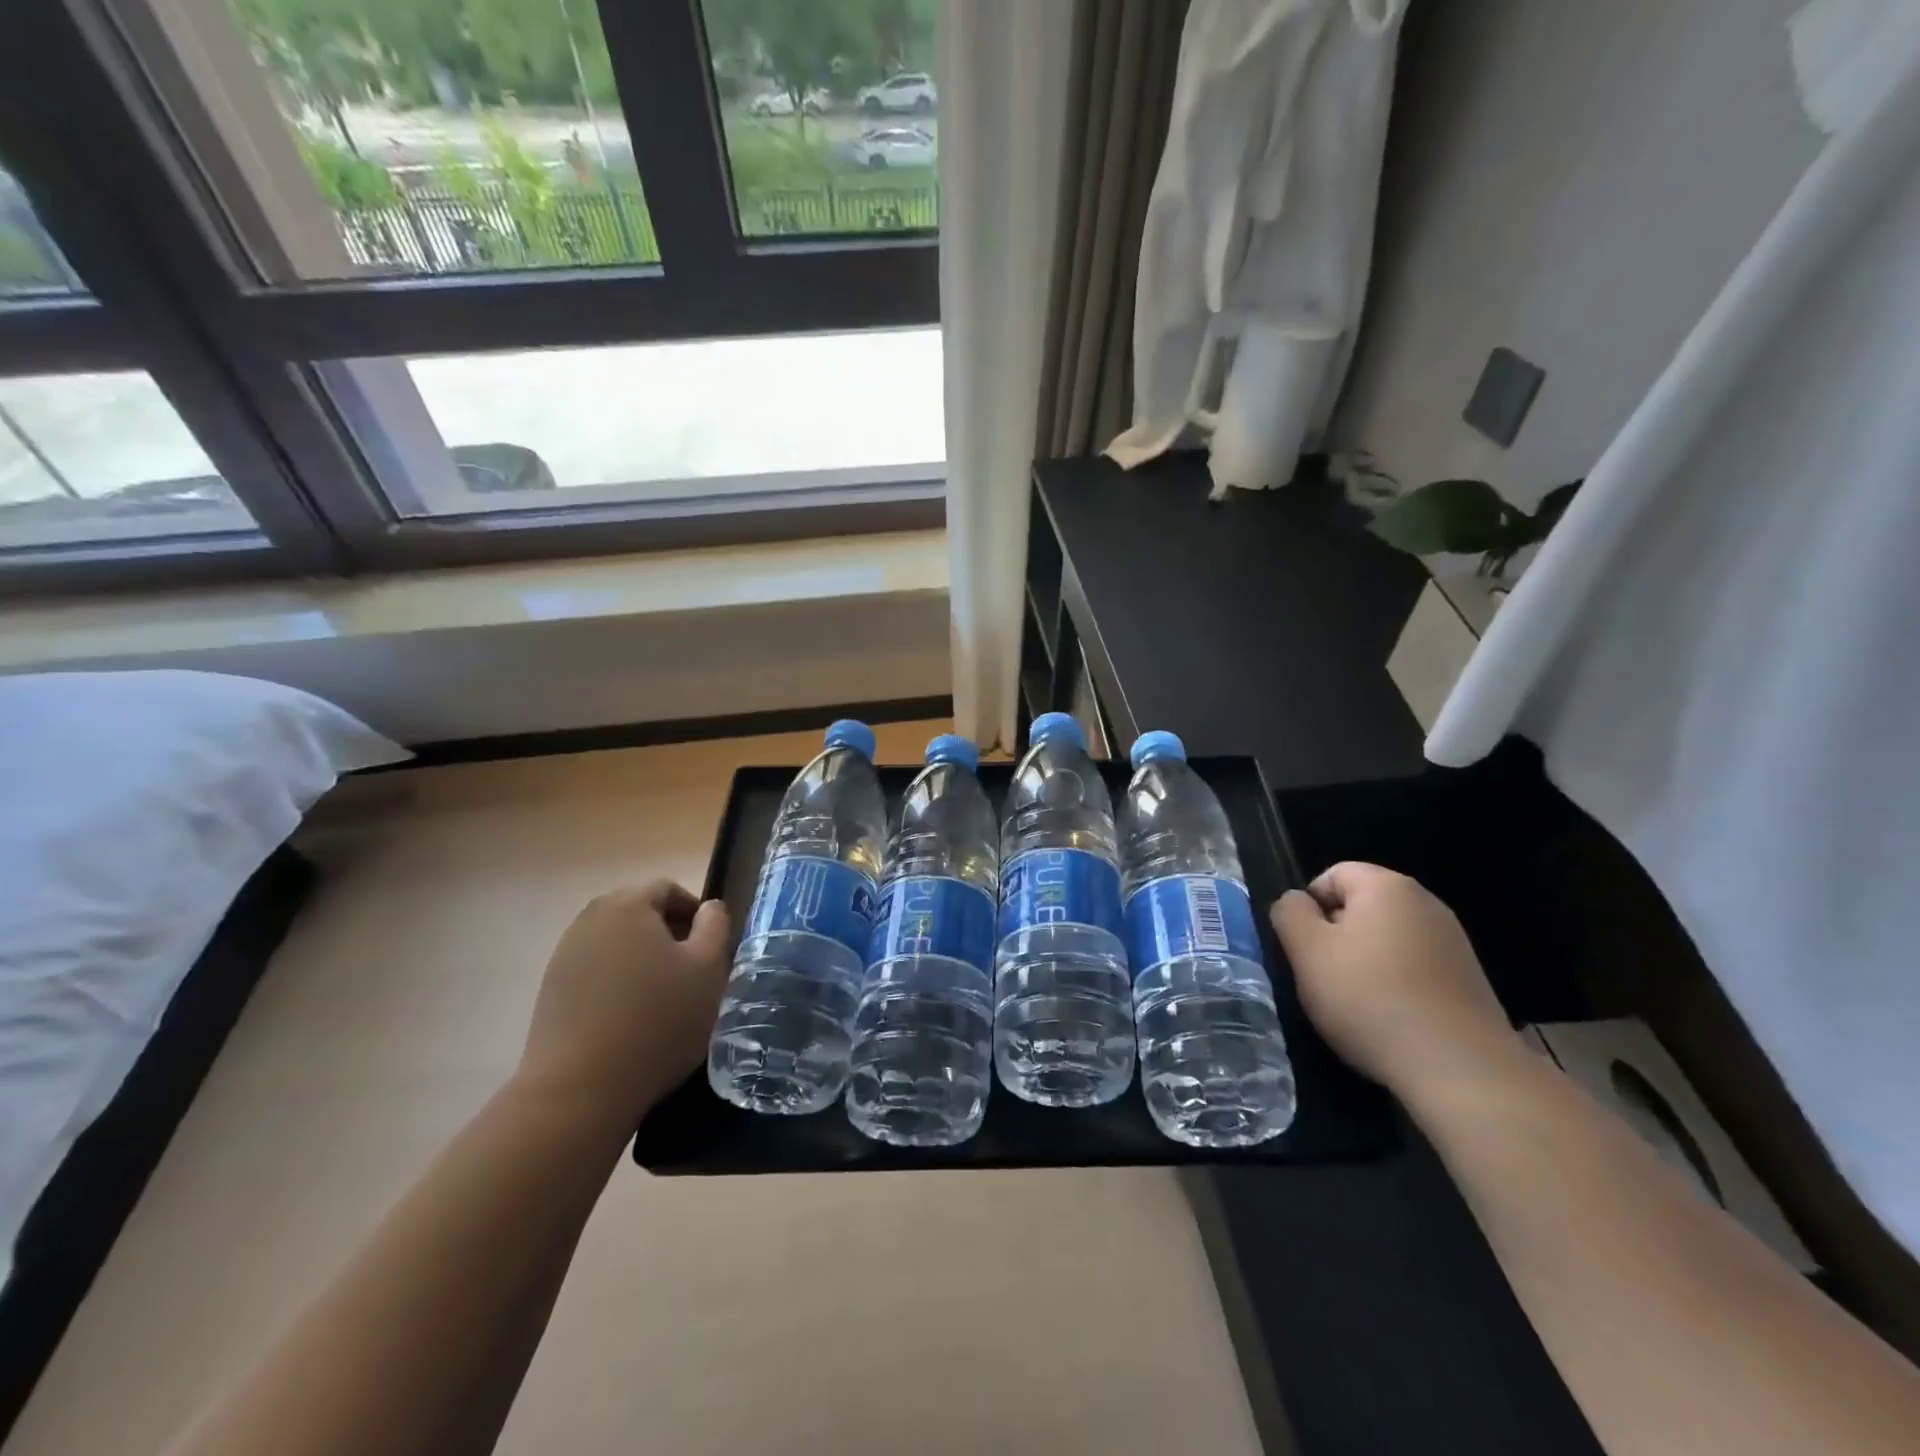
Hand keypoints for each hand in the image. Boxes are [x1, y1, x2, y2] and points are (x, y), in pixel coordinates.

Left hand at [514, 880, 729, 1129]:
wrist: (579, 1090)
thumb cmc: (657, 1021)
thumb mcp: (708, 969)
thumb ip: (715, 926)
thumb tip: (709, 907)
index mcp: (628, 905)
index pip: (667, 888)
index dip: (694, 911)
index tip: (710, 945)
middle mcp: (589, 920)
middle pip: (637, 912)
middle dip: (667, 933)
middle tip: (690, 970)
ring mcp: (564, 955)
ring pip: (615, 942)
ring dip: (641, 958)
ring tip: (662, 995)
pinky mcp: (550, 990)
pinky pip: (594, 970)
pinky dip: (616, 981)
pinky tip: (629, 1016)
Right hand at [1271, 862, 1519, 1098]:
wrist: (1461, 1069)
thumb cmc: (1370, 999)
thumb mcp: (1307, 951)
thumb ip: (1290, 913)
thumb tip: (1296, 902)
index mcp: (1387, 886)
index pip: (1332, 875)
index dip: (1308, 907)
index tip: (1304, 949)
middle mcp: (1426, 903)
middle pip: (1361, 907)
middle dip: (1337, 937)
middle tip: (1324, 977)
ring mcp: (1453, 942)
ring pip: (1387, 940)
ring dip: (1366, 965)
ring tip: (1357, 1005)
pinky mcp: (1469, 980)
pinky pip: (1415, 969)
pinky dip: (1396, 986)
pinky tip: (1391, 1020)